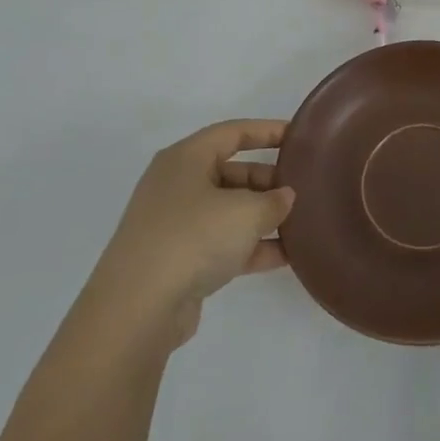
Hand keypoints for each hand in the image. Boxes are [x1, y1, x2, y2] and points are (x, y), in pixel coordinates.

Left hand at [93, 120, 295, 352]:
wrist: (136, 309)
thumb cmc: (193, 238)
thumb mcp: (245, 213)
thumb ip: (273, 201)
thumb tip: (285, 197)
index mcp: (186, 159)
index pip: (233, 132)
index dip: (267, 131)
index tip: (298, 136)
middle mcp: (177, 185)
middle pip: (231, 172)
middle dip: (268, 180)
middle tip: (302, 189)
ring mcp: (175, 224)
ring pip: (228, 210)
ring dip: (262, 217)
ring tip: (300, 223)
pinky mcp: (177, 260)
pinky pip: (222, 242)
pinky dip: (250, 246)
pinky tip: (285, 256)